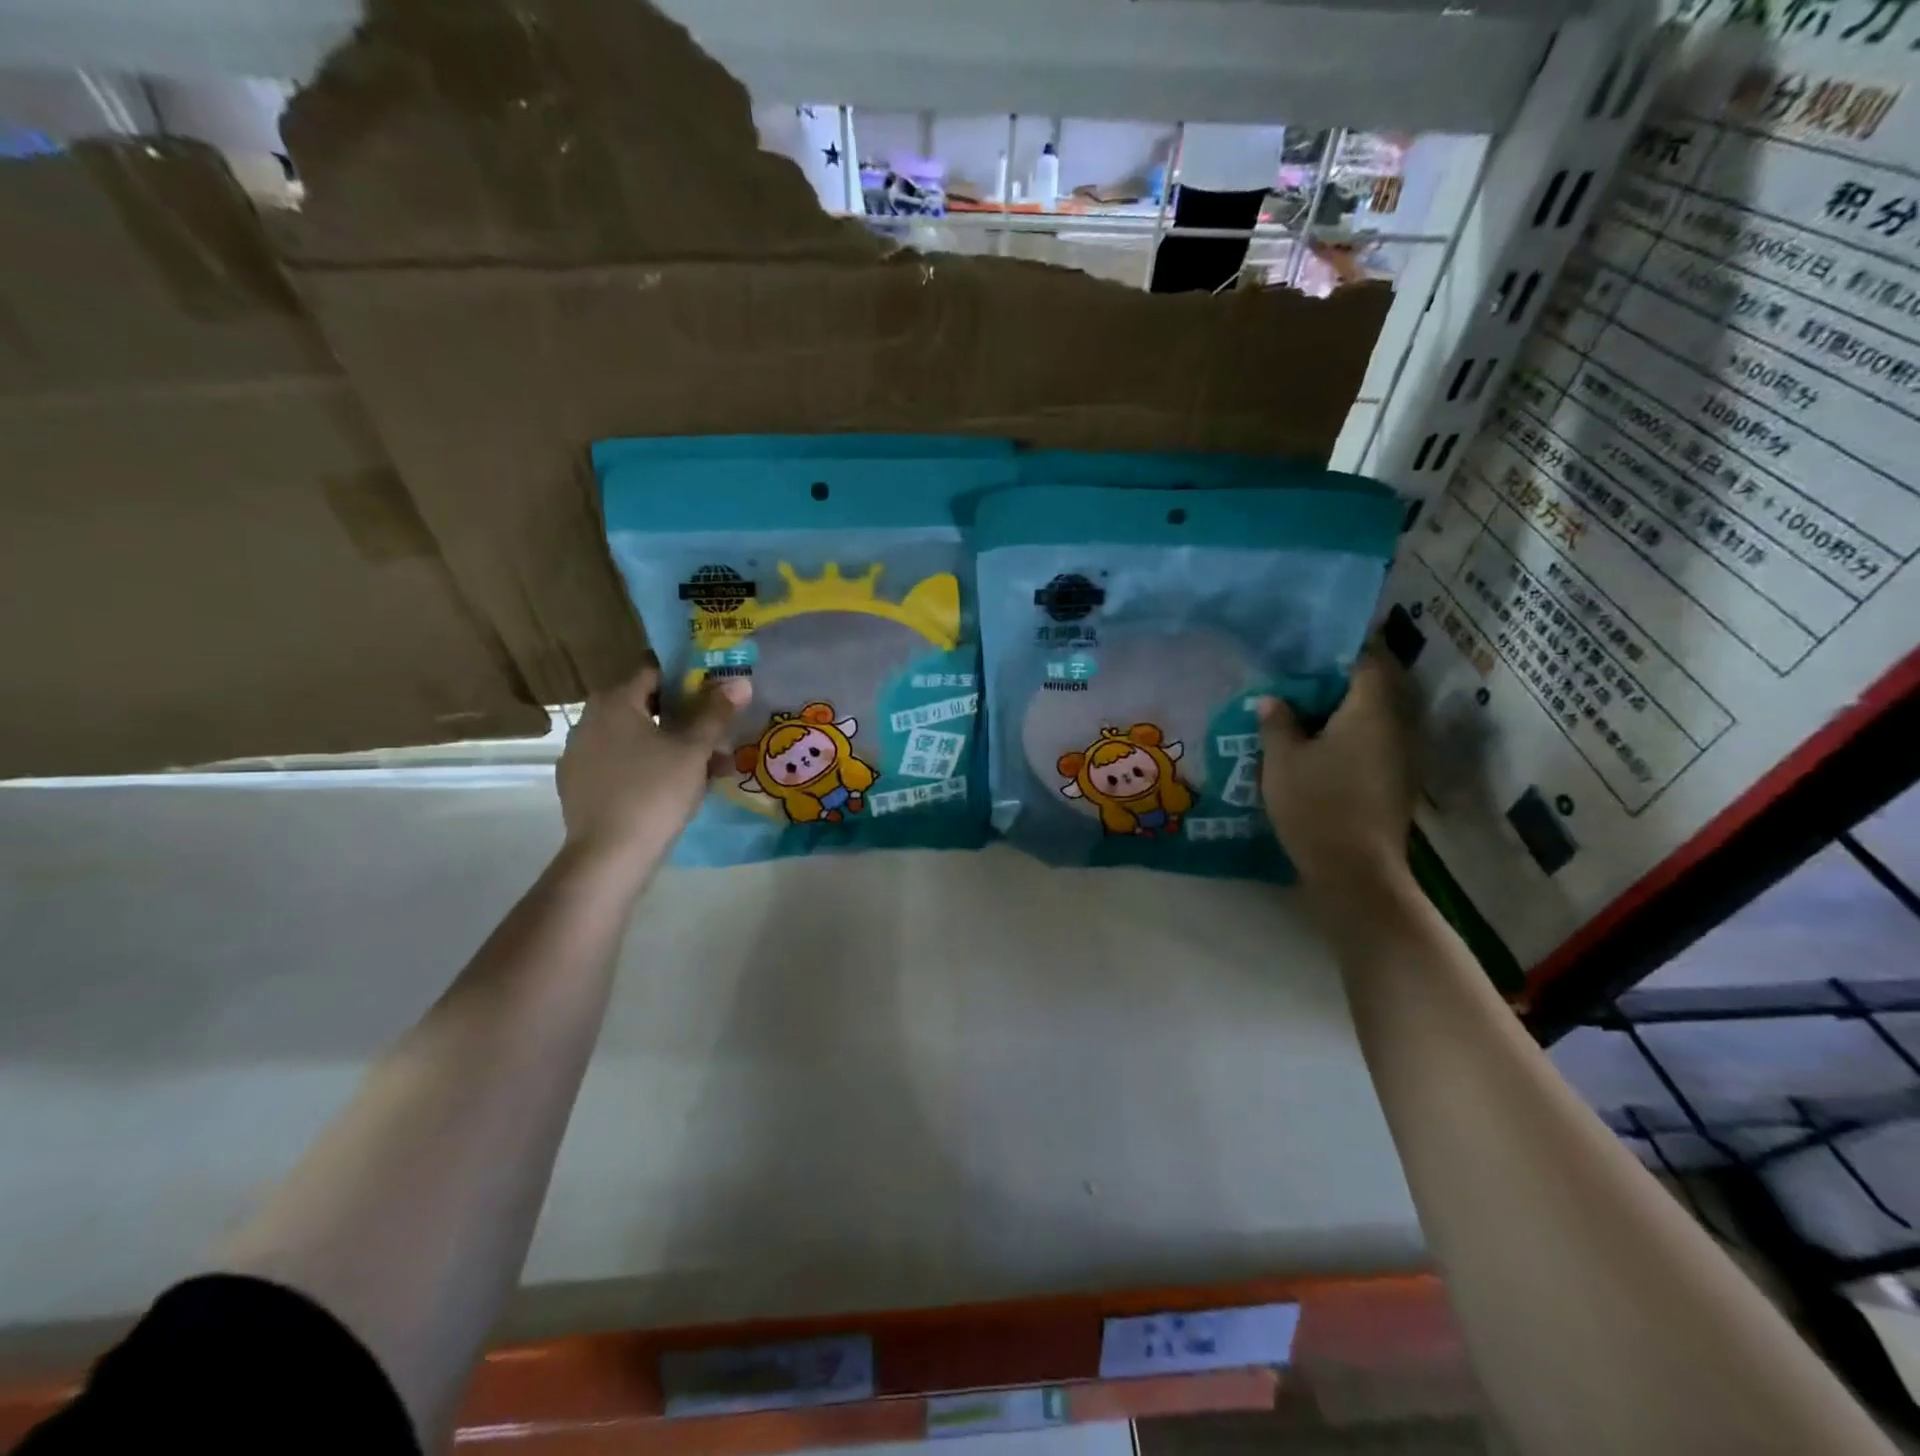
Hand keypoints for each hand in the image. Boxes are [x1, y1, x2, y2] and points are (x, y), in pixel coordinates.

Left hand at [556, 667, 750, 867]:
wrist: (609, 856)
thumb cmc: (655, 791)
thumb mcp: (693, 750)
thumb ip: (716, 713)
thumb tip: (740, 682)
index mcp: (615, 702)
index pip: (654, 671)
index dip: (689, 678)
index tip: (716, 693)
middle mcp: (590, 719)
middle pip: (646, 706)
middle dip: (685, 718)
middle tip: (718, 732)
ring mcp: (580, 754)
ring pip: (636, 738)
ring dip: (671, 745)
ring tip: (710, 767)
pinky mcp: (580, 785)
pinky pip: (622, 764)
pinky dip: (649, 767)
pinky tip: (676, 788)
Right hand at [1253, 647, 1416, 898]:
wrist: (1356, 871)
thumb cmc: (1316, 805)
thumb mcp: (1282, 760)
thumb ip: (1278, 722)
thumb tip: (1273, 699)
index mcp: (1371, 710)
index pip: (1369, 659)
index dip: (1343, 649)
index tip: (1312, 648)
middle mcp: (1398, 725)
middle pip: (1377, 686)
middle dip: (1342, 678)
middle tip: (1302, 678)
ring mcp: (1403, 755)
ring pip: (1377, 715)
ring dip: (1347, 708)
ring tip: (1306, 710)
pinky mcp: (1398, 780)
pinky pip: (1377, 740)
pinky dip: (1352, 733)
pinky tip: (1321, 745)